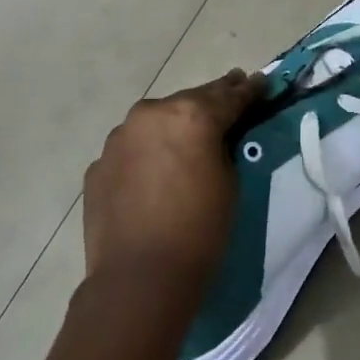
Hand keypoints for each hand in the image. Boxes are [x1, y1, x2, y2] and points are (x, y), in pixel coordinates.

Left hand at [82, 69, 264, 290]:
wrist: (139, 278)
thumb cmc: (199, 230)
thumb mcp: (230, 182)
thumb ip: (223, 146)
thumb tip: (216, 137)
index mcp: (190, 115)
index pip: (229, 95)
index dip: (249, 89)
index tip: (261, 81)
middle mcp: (151, 115)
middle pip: (189, 101)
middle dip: (211, 100)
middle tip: (231, 92)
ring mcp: (118, 139)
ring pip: (155, 122)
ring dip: (173, 125)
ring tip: (189, 137)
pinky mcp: (98, 165)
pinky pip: (131, 150)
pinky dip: (146, 154)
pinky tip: (154, 172)